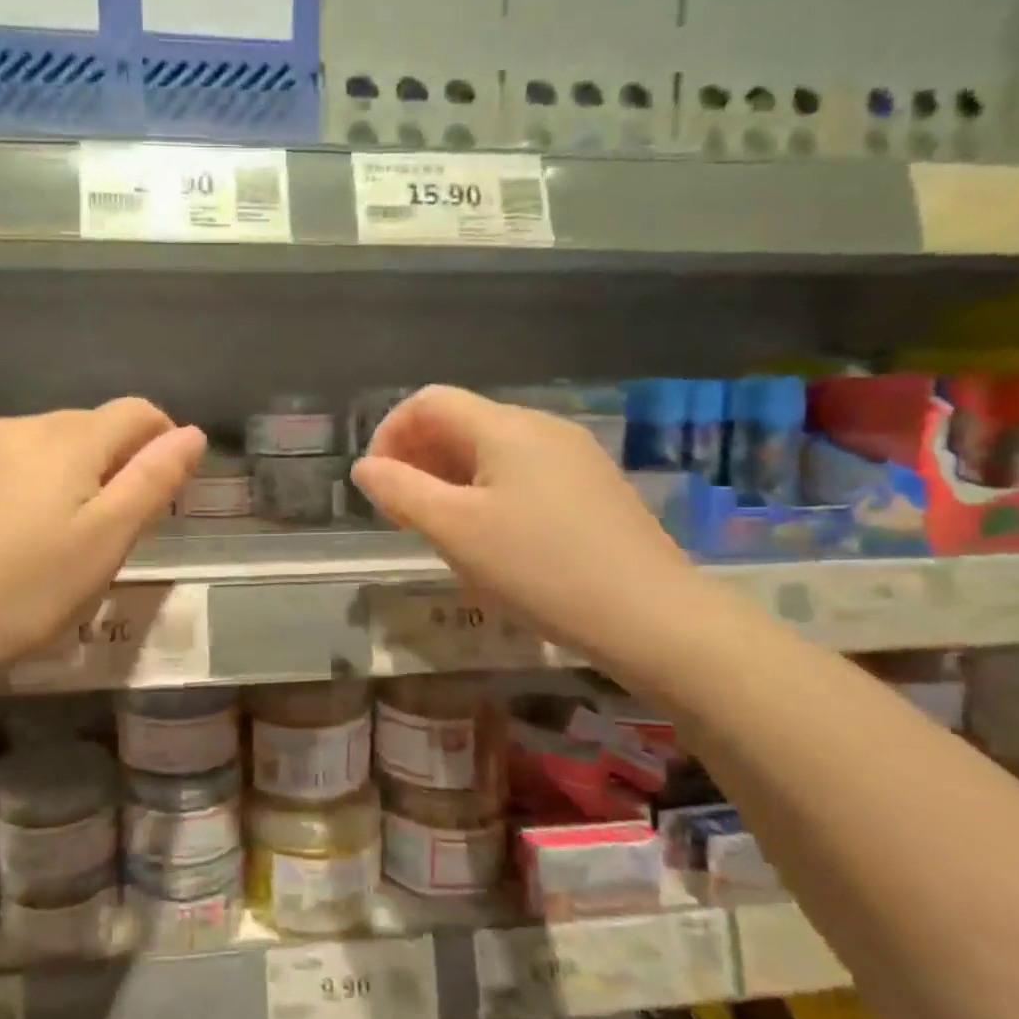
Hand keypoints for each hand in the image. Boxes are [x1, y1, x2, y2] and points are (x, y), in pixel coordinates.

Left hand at [0, 400, 204, 685]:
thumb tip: (192, 434)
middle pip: (93, 425)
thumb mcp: (105, 543)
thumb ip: (152, 482)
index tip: (162, 492)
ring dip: (76, 473)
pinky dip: (34, 483)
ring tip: (65, 535)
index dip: (164, 442)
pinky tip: (18, 533)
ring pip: (51, 443)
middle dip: (118, 462)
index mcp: (67, 440)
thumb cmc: (25, 593)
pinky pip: (12, 461)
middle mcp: (22, 426)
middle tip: (115, 528)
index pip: (137, 413)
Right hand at [351, 385, 700, 668]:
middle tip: (403, 515)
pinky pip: (523, 474)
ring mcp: (574, 456)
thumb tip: (365, 467)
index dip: (389, 434)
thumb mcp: (455, 530)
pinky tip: (493, 540)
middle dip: (418, 460)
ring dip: (450, 480)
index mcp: (505, 427)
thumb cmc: (540, 569)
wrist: (652, 617)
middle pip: (460, 423)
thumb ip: (400, 491)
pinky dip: (488, 494)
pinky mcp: (593, 487)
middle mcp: (541, 427)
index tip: (377, 486)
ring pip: (491, 451)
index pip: (428, 401)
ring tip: (443, 532)